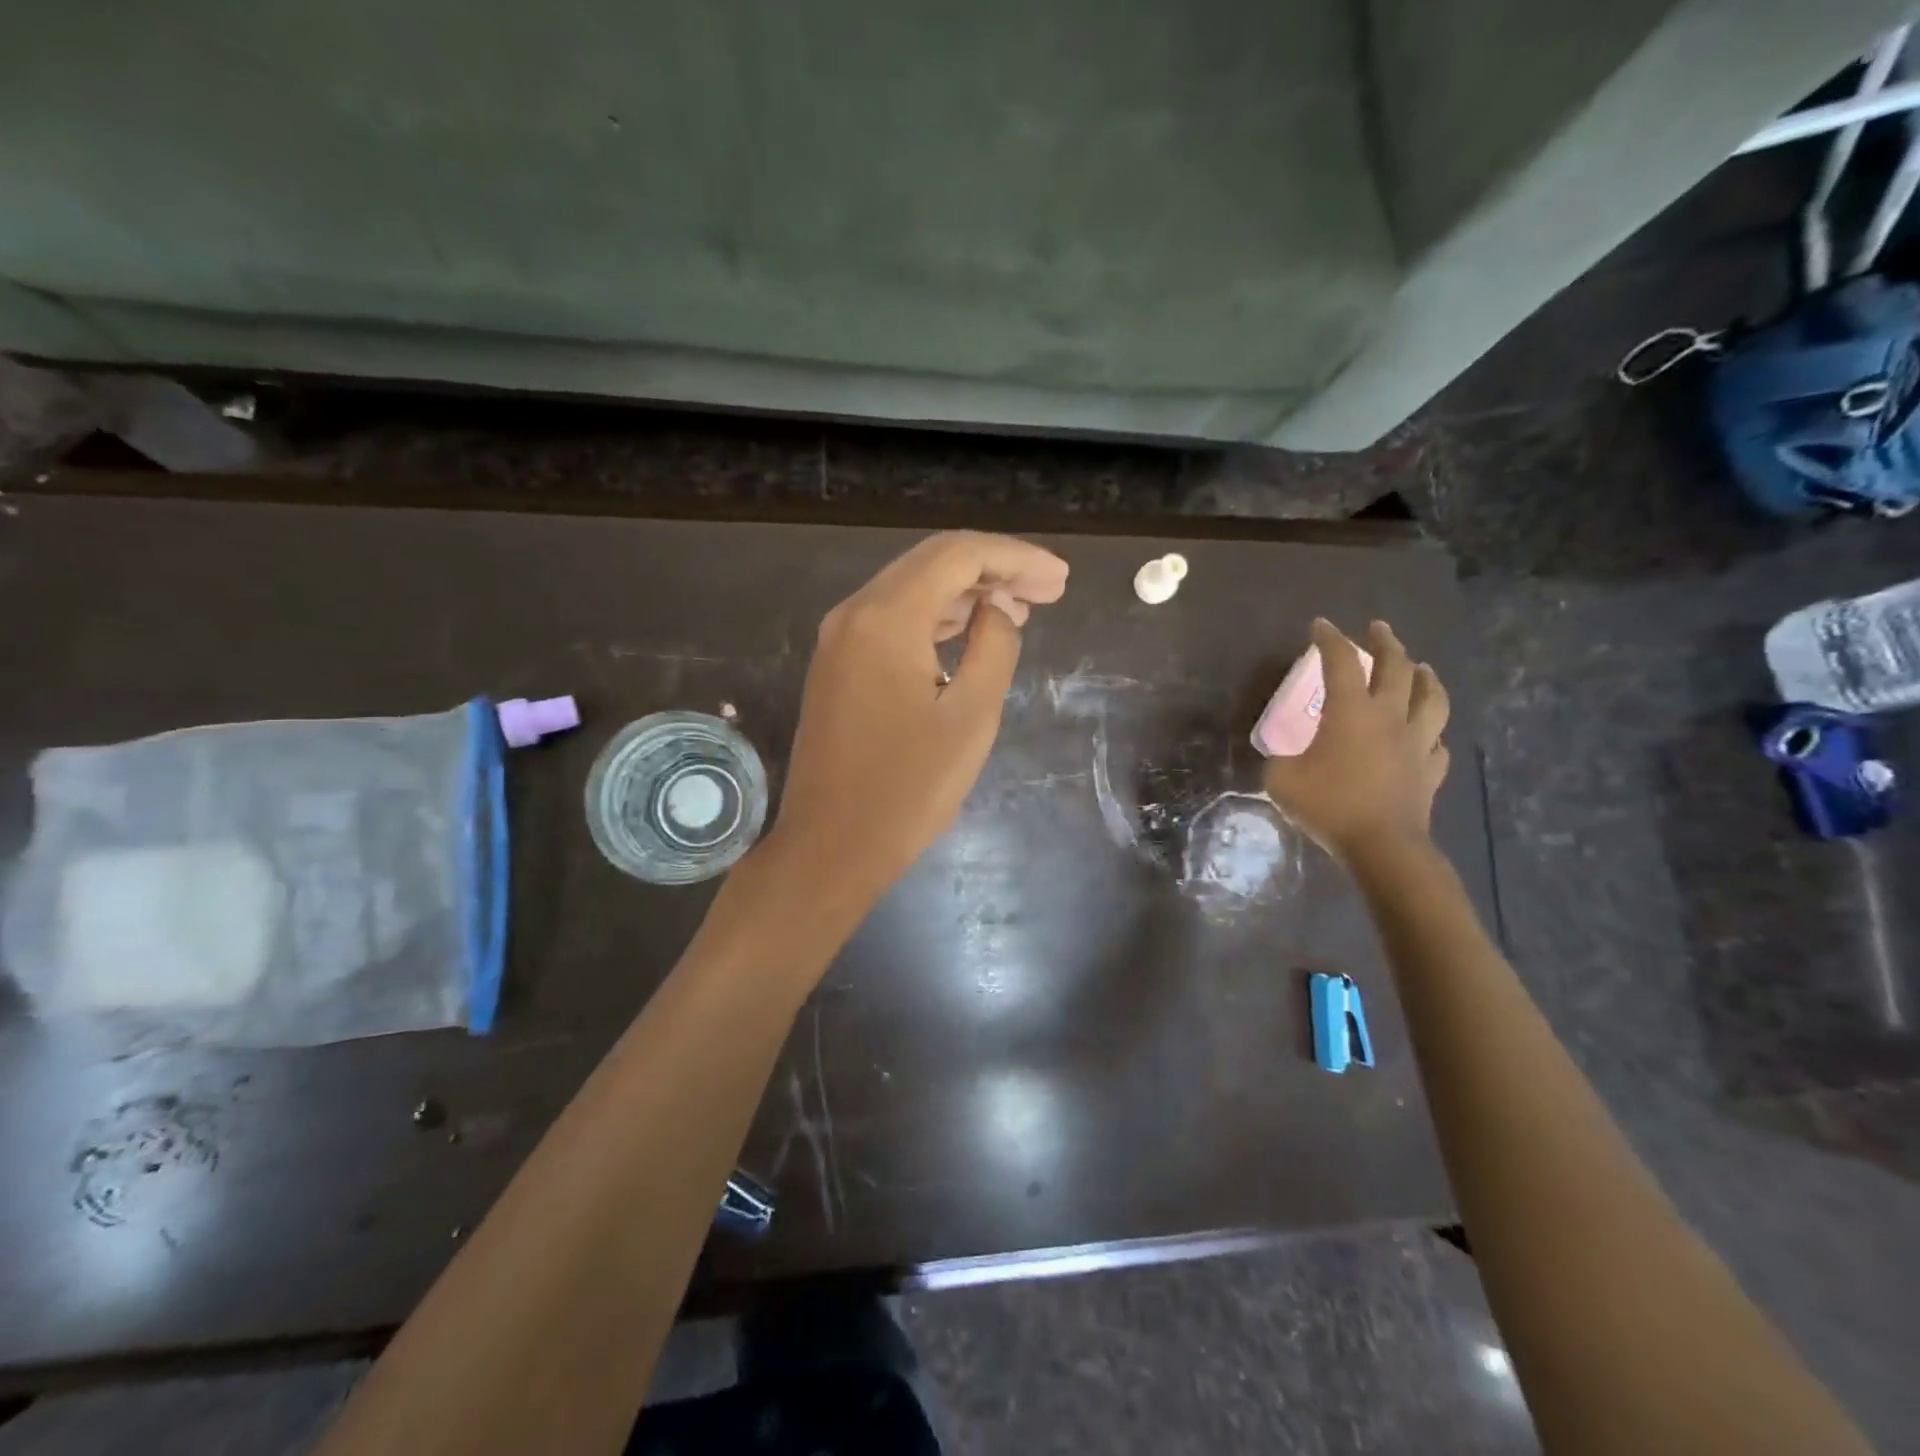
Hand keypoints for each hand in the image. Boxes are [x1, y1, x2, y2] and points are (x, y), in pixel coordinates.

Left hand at [762, 531, 1069, 909]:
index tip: (1059, 580)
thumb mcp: (971, 718)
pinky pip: (893, 621)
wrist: (830, 847)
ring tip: (1021, 607)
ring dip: (967, 592)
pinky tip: (971, 630)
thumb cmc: (907, 790)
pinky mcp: (838, 666)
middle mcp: (854, 613)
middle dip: (994, 569)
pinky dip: (936, 618)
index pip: (958, 555)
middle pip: (932, 563)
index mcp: (886, 618)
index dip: (1015, 558)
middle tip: (1049, 589)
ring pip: (912, 590)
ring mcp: (840, 639)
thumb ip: (994, 647)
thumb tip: (998, 610)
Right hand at [1263, 619, 1449, 863]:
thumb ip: (1280, 760)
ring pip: (1431, 699)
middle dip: (1386, 643)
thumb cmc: (1328, 805)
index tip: (1321, 625)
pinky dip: (1432, 735)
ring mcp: (1416, 744)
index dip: (1329, 640)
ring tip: (1421, 668)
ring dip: (1425, 678)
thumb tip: (1284, 758)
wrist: (1382, 846)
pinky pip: (1437, 745)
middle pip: (1396, 668)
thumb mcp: (1281, 780)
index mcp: (1350, 712)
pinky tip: (1428, 736)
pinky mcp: (1429, 772)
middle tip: (1378, 629)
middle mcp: (1388, 718)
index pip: (1340, 662)